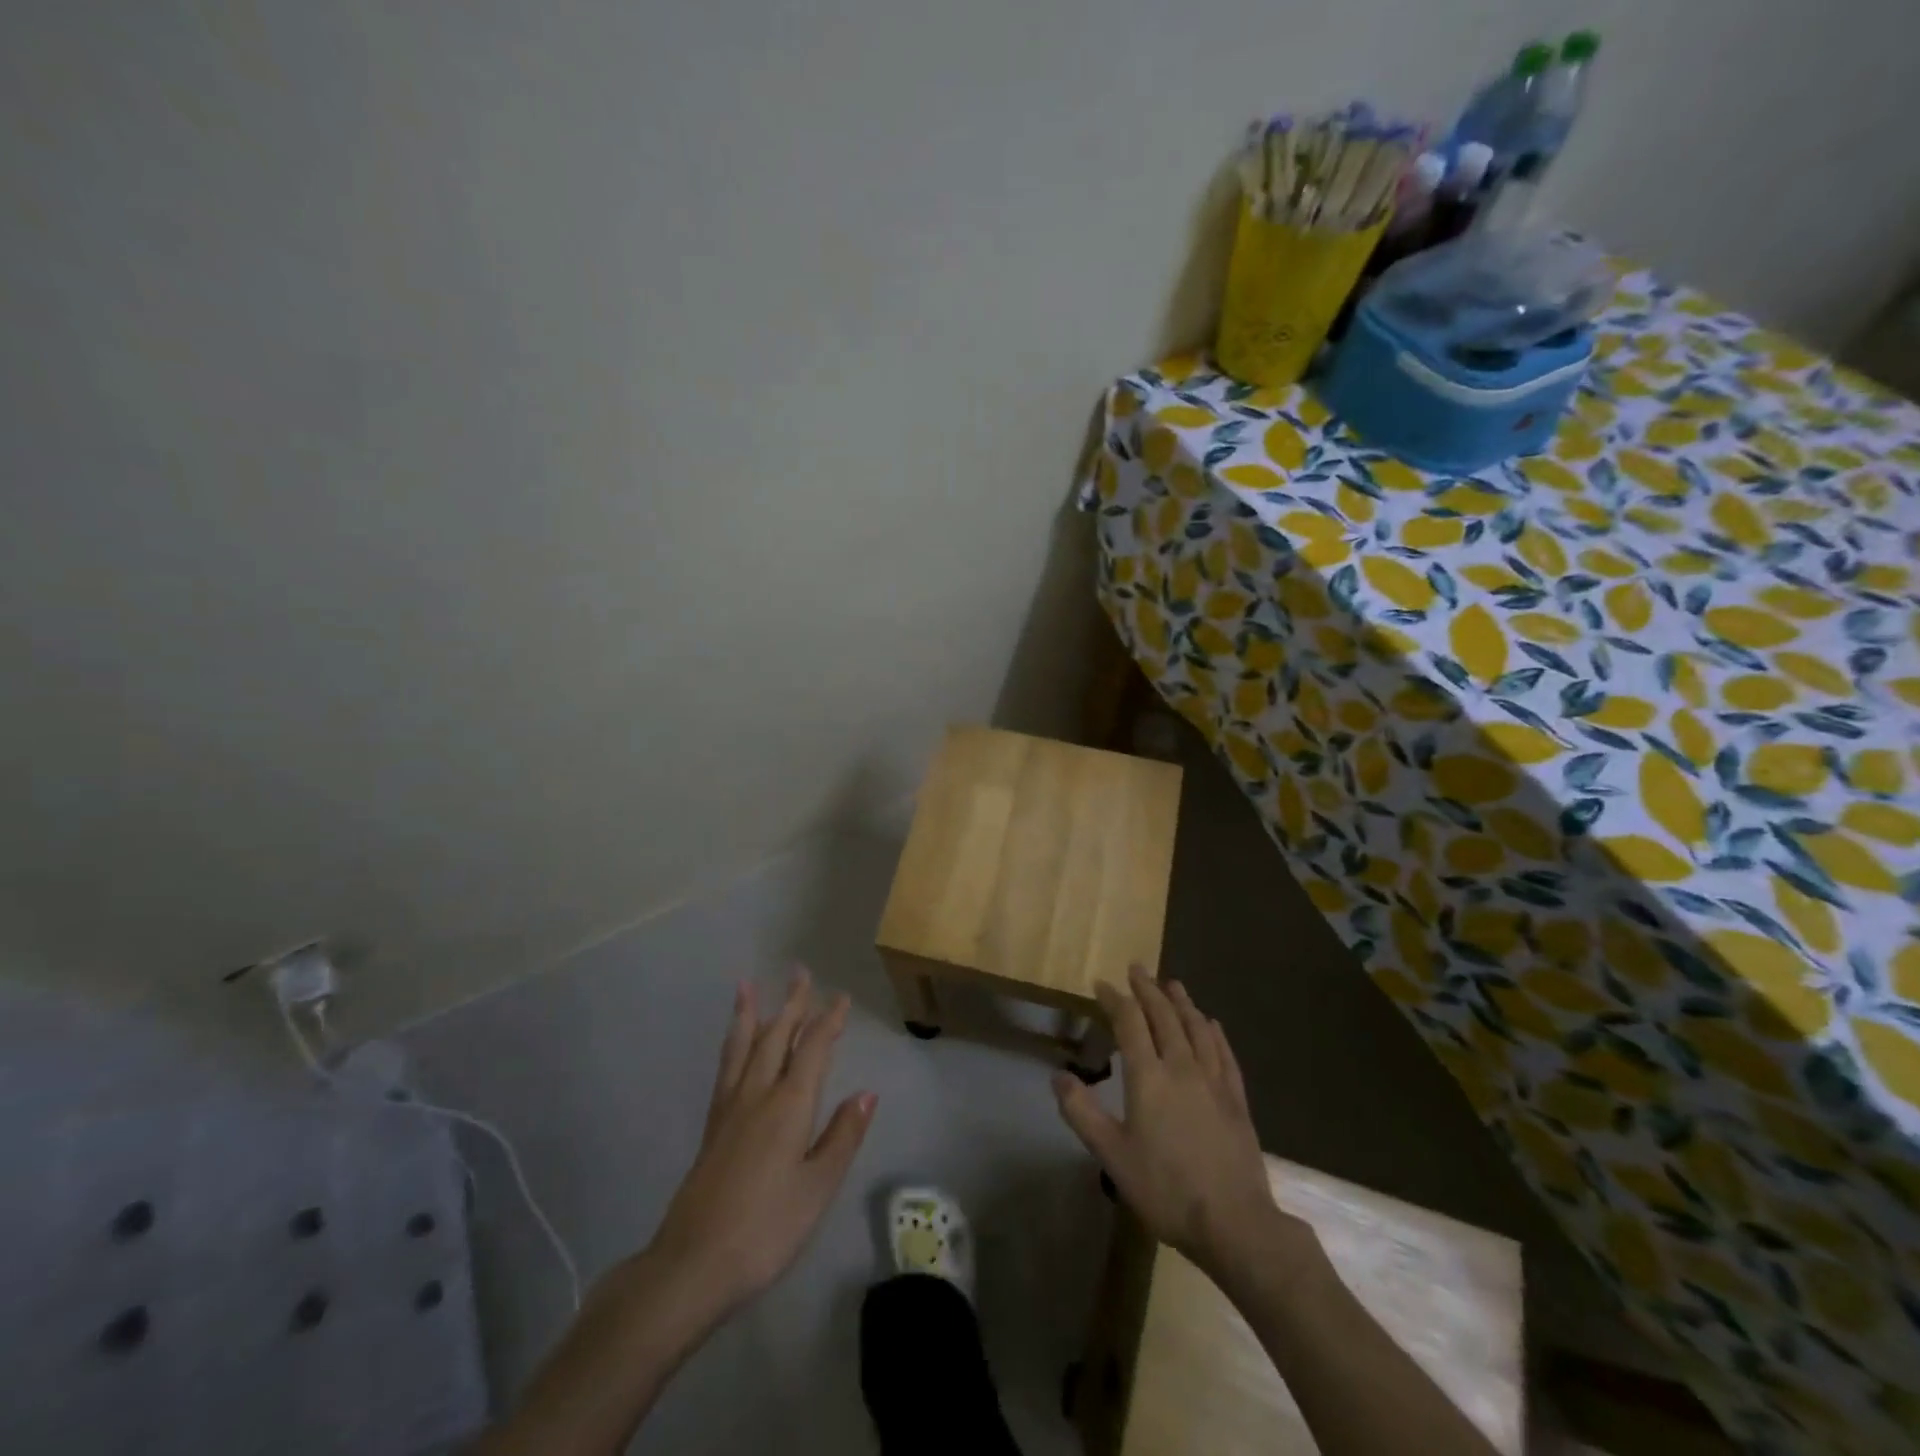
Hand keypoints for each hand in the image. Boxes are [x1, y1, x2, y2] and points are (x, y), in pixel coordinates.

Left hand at [645, 968, 875, 1323]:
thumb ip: (841, 1137)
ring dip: (750, 1014)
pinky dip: (733, 1044)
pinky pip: (726, 1068)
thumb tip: (866, 1093)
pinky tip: (734, 1046)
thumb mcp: (817, 1188)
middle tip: (800, 973)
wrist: (692, 1265)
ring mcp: (730, 1109)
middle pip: (776, 1037)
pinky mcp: (712, 1127)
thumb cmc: (766, 1229)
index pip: (813, 1049)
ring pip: (743, 1047)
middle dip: (792, 1005)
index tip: (841, 998)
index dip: (828, 1022)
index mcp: (789, 1105)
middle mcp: (758, 1095)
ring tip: (747, 986)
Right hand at [1054, 966, 1289, 1280]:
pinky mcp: (1236, 1098)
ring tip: (1173, 983)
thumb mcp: (1112, 1156)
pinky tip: (1211, 1024)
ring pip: (1196, 1028)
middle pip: (1164, 1016)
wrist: (1234, 1223)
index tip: (1102, 983)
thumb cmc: (1166, 1189)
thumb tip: (1058, 1076)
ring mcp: (1213, 1080)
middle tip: (1137, 968)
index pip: (1130, 1023)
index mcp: (1148, 1077)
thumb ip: (1082, 1113)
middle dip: (1148, 989)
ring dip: (1182, 1002)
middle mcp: (1181, 1067)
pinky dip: (1214, 1032)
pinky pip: (1224, 1053)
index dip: (1115, 1000)